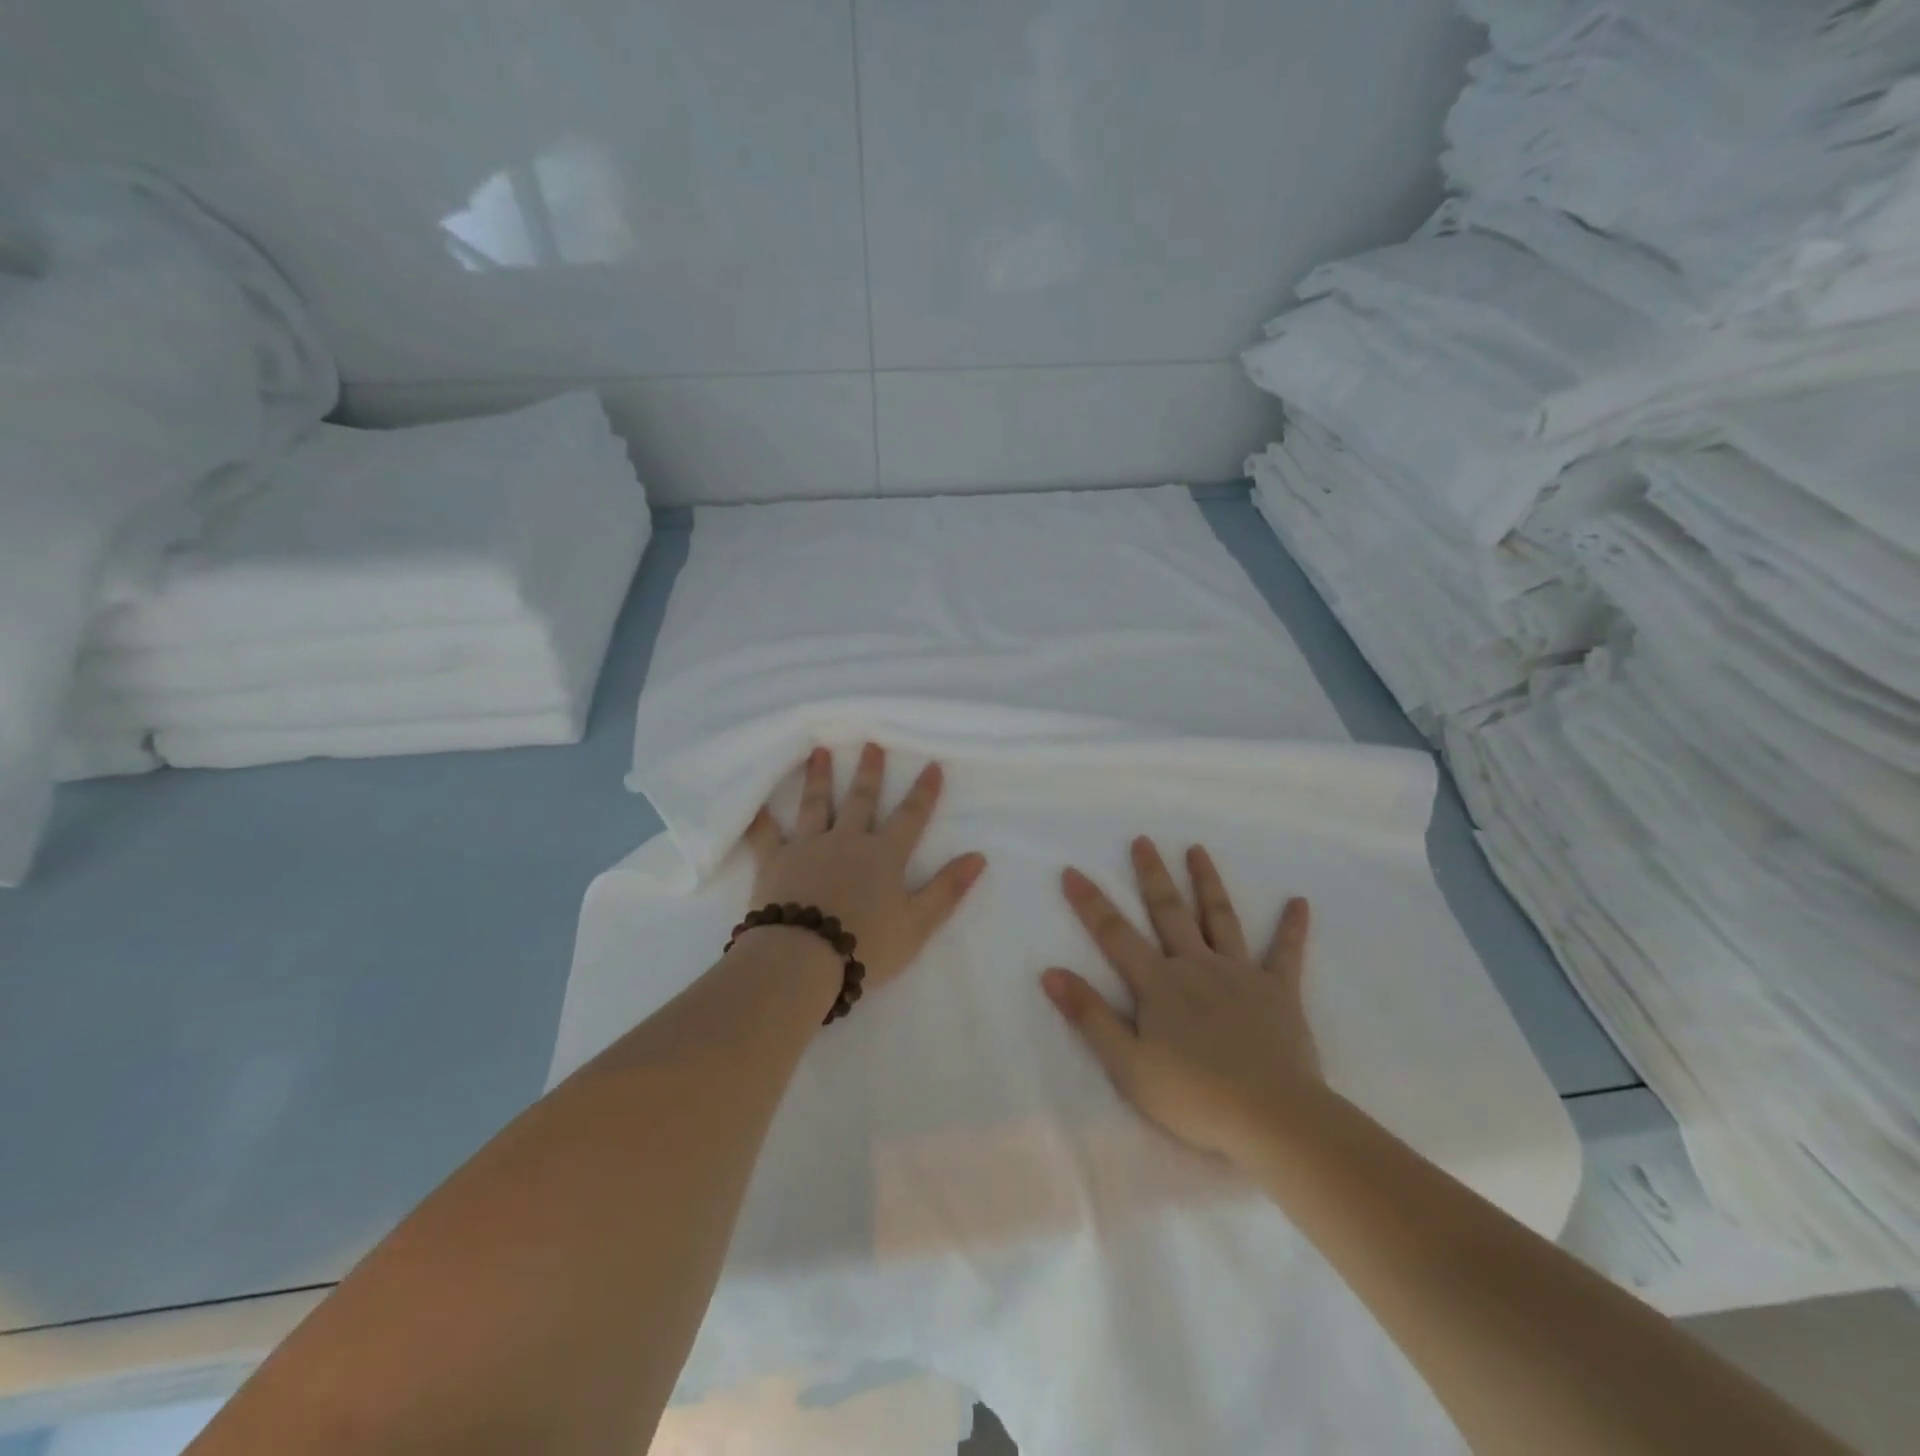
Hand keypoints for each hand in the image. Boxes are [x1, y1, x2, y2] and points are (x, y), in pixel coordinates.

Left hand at [741, 744, 986, 991]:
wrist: (803, 958)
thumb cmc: (865, 945)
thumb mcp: (918, 924)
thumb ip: (947, 889)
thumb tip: (978, 856)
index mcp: (883, 855)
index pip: (910, 817)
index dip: (923, 792)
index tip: (931, 764)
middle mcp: (847, 841)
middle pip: (860, 800)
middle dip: (869, 772)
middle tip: (870, 744)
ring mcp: (808, 847)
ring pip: (815, 804)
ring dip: (818, 777)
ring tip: (819, 751)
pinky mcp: (774, 861)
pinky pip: (765, 835)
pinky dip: (760, 819)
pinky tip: (755, 803)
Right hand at [1042, 836, 1317, 1165]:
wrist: (1273, 1118)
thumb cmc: (1193, 1096)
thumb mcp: (1127, 1064)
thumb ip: (1090, 1016)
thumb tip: (1050, 972)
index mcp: (1159, 984)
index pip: (1115, 934)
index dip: (1090, 903)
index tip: (1072, 870)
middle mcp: (1196, 966)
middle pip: (1169, 911)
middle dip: (1153, 875)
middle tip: (1143, 840)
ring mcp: (1240, 974)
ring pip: (1220, 917)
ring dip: (1207, 882)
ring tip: (1198, 850)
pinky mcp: (1279, 992)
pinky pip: (1286, 953)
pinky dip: (1292, 927)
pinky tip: (1300, 902)